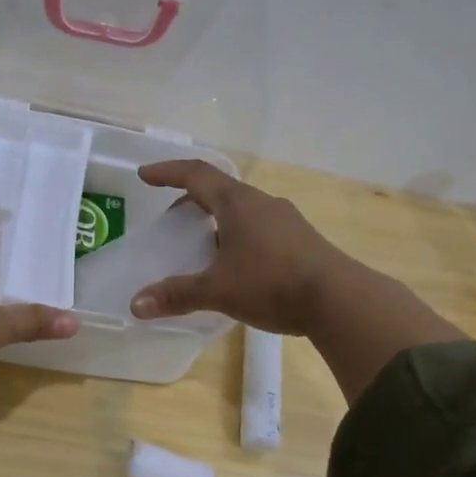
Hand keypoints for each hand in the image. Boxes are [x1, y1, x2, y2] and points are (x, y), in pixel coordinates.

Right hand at [126, 161, 348, 334]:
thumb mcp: (218, 291)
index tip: (144, 175)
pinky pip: (259, 226)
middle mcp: (261, 202)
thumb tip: (136, 305)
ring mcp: (285, 219)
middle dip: (191, 200)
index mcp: (237, 203)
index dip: (167, 172)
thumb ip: (177, 295)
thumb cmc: (272, 284)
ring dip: (216, 220)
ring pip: (241, 209)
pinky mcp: (300, 238)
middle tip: (172, 221)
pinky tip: (237, 264)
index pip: (196, 174)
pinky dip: (237, 235)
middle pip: (219, 190)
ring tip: (202, 246)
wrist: (340, 300)